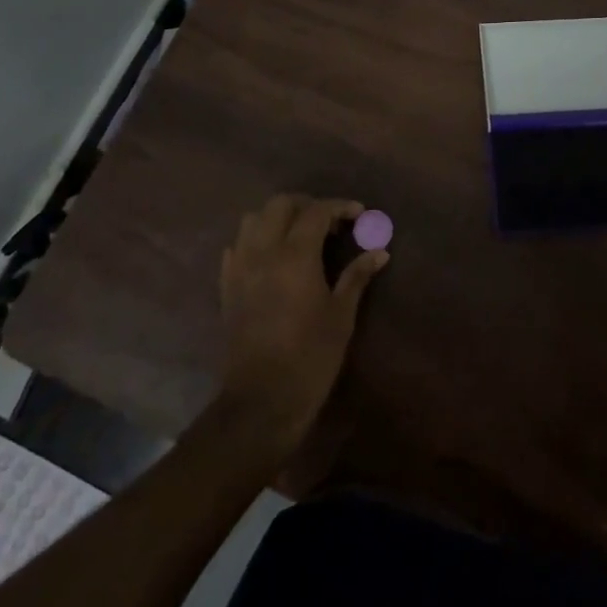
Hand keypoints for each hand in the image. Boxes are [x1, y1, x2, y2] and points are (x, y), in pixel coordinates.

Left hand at [217, 194, 387, 456]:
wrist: (261, 402)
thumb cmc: (310, 357)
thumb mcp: (341, 316)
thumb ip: (357, 277)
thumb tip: (380, 252)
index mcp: (294, 256)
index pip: (316, 211)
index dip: (339, 206)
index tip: (359, 214)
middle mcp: (263, 252)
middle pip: (280, 204)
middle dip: (307, 204)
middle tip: (330, 222)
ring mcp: (240, 268)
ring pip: (253, 219)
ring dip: (277, 218)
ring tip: (300, 235)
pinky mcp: (227, 286)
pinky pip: (238, 246)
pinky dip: (256, 240)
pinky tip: (273, 258)